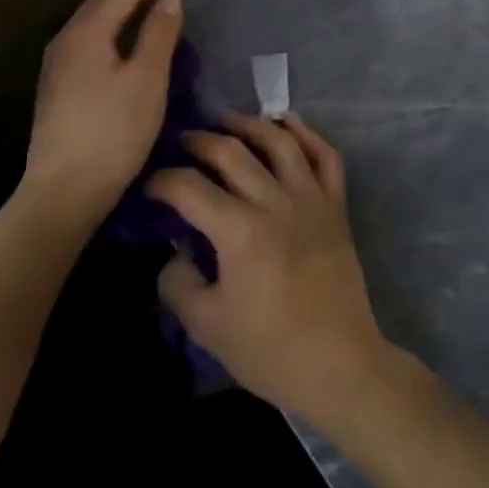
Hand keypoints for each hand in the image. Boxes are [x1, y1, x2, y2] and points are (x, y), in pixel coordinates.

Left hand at [23, 0, 183, 223]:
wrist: (64, 190)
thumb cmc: (113, 133)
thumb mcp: (147, 81)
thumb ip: (159, 34)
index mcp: (86, 33)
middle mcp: (65, 40)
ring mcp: (57, 64)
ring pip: (93, 18)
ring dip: (123, 5)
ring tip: (151, 3)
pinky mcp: (57, 85)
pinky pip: (89, 37)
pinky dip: (113, 26)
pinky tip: (126, 40)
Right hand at [147, 113, 392, 426]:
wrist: (338, 364)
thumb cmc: (270, 350)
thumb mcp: (206, 326)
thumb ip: (179, 282)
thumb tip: (177, 251)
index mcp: (240, 231)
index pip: (190, 188)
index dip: (163, 181)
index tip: (150, 185)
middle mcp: (275, 201)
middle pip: (232, 151)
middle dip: (200, 141)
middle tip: (183, 141)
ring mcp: (311, 198)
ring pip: (279, 141)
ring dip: (249, 124)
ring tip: (228, 122)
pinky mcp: (336, 205)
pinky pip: (326, 156)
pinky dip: (307, 134)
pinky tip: (288, 125)